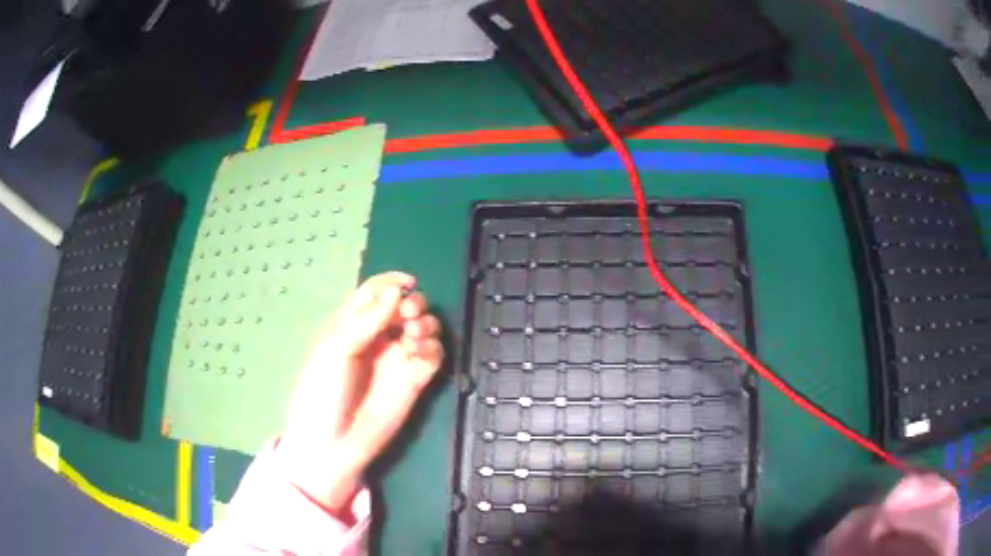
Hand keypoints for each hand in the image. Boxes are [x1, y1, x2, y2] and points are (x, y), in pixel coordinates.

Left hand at [278, 272, 443, 512]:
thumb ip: (366, 320)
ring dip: (426, 324)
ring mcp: (397, 359)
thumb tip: (397, 291)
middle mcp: (377, 337)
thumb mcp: (335, 350)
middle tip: (409, 316)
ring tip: (413, 339)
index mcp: (351, 324)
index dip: (392, 282)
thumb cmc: (322, 393)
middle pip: (405, 305)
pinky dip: (433, 348)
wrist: (332, 444)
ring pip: (424, 328)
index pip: (376, 291)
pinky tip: (421, 355)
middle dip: (413, 303)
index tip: (408, 283)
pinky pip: (433, 355)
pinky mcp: (415, 381)